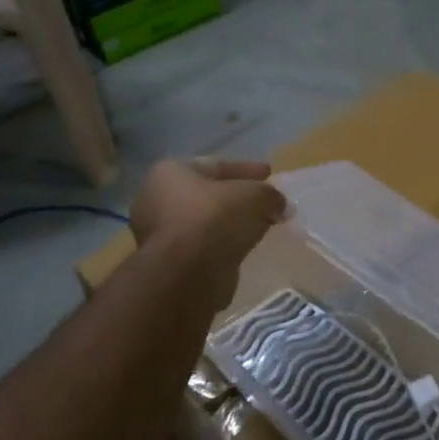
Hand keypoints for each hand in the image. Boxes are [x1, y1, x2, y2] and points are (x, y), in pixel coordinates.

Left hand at [130, 158, 285, 306]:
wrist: (186, 274)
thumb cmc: (214, 219)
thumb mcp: (254, 196)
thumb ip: (269, 195)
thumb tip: (280, 206)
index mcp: (170, 173)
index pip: (215, 164)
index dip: (246, 169)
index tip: (269, 173)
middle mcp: (158, 199)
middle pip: (209, 194)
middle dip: (239, 197)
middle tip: (266, 201)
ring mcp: (161, 234)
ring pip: (207, 222)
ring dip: (233, 223)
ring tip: (261, 225)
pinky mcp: (171, 263)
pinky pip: (206, 245)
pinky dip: (225, 243)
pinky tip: (246, 246)